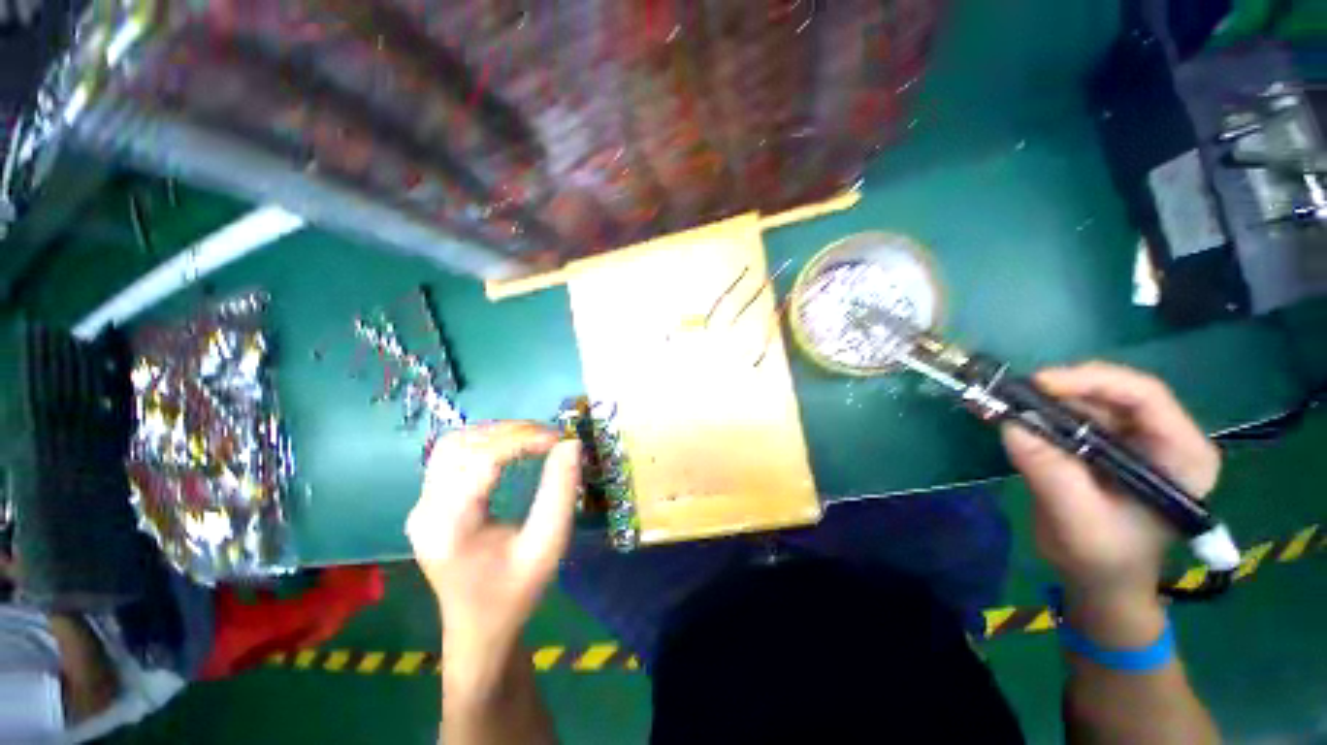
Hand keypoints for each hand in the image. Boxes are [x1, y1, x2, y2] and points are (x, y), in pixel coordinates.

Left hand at [406, 422, 580, 689]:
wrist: (479, 630)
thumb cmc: (516, 593)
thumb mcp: (548, 546)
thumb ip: (560, 492)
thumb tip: (571, 443)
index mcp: (450, 526)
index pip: (480, 460)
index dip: (522, 439)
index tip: (558, 438)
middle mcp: (426, 510)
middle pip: (461, 445)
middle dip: (510, 431)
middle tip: (549, 437)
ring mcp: (421, 505)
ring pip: (452, 444)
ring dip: (495, 433)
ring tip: (532, 438)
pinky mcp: (428, 502)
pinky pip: (451, 455)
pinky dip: (484, 442)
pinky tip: (509, 449)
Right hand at [1001, 363, 1219, 617]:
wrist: (1100, 580)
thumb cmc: (1103, 560)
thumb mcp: (1078, 522)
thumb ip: (1052, 473)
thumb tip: (1011, 424)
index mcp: (1182, 456)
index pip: (1146, 397)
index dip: (1093, 381)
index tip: (1039, 385)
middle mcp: (1163, 437)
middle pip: (1114, 393)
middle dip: (1062, 390)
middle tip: (1013, 394)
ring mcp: (1133, 438)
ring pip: (1088, 401)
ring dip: (1045, 401)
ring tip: (1005, 404)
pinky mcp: (1104, 443)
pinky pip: (1071, 416)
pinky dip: (1040, 413)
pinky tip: (1013, 416)